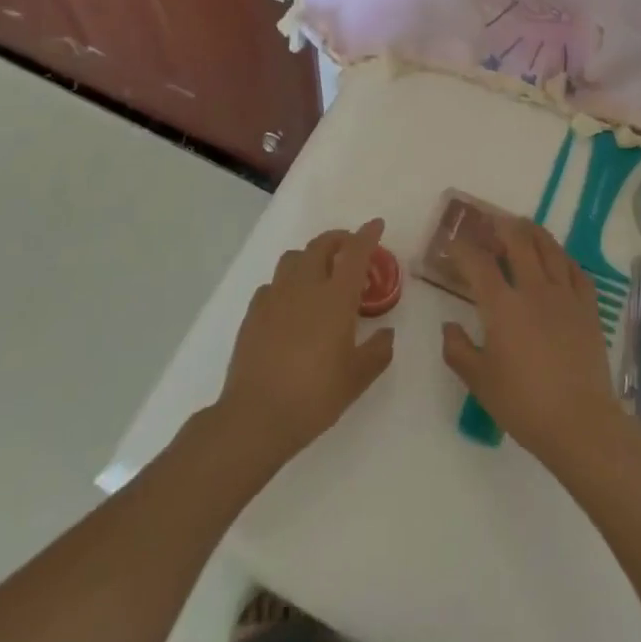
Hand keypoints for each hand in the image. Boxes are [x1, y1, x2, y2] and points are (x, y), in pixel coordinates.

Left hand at [217, 219, 395, 469]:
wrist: (256, 416)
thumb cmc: (315, 395)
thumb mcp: (357, 378)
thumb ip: (377, 351)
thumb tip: (387, 334)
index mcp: (336, 297)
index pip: (355, 252)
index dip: (367, 235)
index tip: (376, 224)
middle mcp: (305, 286)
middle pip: (321, 245)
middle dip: (338, 239)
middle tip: (349, 248)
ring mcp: (275, 296)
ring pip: (294, 258)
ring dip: (311, 256)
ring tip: (319, 273)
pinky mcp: (253, 312)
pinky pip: (273, 284)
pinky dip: (286, 284)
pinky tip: (289, 305)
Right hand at [441, 217, 629, 472]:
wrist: (580, 423)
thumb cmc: (524, 404)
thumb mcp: (479, 382)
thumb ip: (458, 350)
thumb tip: (450, 326)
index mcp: (502, 306)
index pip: (478, 263)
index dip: (463, 248)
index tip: (453, 242)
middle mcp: (533, 289)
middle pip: (518, 242)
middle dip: (502, 227)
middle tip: (491, 223)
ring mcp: (565, 295)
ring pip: (550, 249)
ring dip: (533, 232)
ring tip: (524, 226)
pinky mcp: (588, 308)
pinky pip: (576, 271)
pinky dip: (564, 258)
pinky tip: (559, 259)